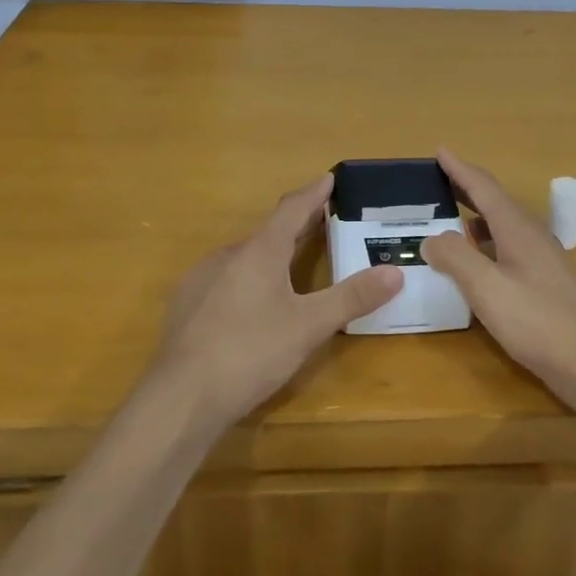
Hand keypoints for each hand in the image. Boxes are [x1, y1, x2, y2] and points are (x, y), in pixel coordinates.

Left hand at [149, 175, 402, 429]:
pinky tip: (252, 301)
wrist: (180, 397)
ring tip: (292, 261)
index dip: (314, 193)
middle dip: (297, 224)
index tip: (329, 178)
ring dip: (271, 252)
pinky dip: (247, 276)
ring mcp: (201, 279)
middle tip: (323, 219)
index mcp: (260, 251)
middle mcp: (228, 255)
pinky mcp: (186, 305)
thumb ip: (352, 298)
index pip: (292, 209)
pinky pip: (225, 278)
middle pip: (269, 230)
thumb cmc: (250, 352)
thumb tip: (395, 273)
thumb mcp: (309, 326)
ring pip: (244, 256)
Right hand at [421, 150, 575, 406]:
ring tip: (449, 219)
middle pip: (496, 203)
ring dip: (476, 218)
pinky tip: (477, 263)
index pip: (484, 188)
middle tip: (438, 181)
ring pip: (504, 227)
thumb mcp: (488, 289)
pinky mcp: (547, 284)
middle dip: (467, 189)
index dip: (460, 169)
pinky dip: (487, 244)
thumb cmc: (539, 322)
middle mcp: (532, 236)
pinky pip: (509, 249)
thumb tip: (432, 238)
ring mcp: (543, 261)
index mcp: (518, 229)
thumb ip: (457, 258)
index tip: (440, 151)